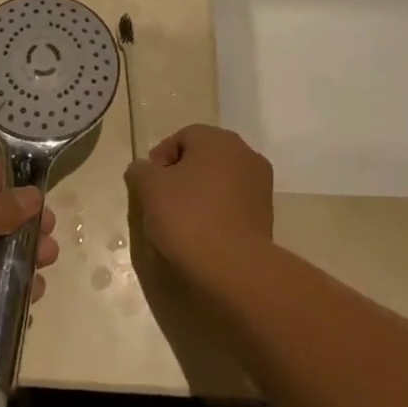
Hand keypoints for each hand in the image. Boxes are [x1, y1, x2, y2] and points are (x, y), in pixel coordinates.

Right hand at [127, 124, 272, 284]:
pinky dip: (216, 214)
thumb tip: (143, 170)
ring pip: (219, 182)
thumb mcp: (149, 188)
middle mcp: (244, 154)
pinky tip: (202, 235)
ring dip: (199, 195)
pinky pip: (232, 205)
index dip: (159, 160)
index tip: (147, 186)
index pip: (181, 138)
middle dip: (180, 177)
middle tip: (160, 202)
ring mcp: (260, 185)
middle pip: (202, 159)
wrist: (235, 268)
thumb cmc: (188, 216)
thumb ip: (140, 171)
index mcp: (217, 139)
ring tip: (179, 223)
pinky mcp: (266, 215)